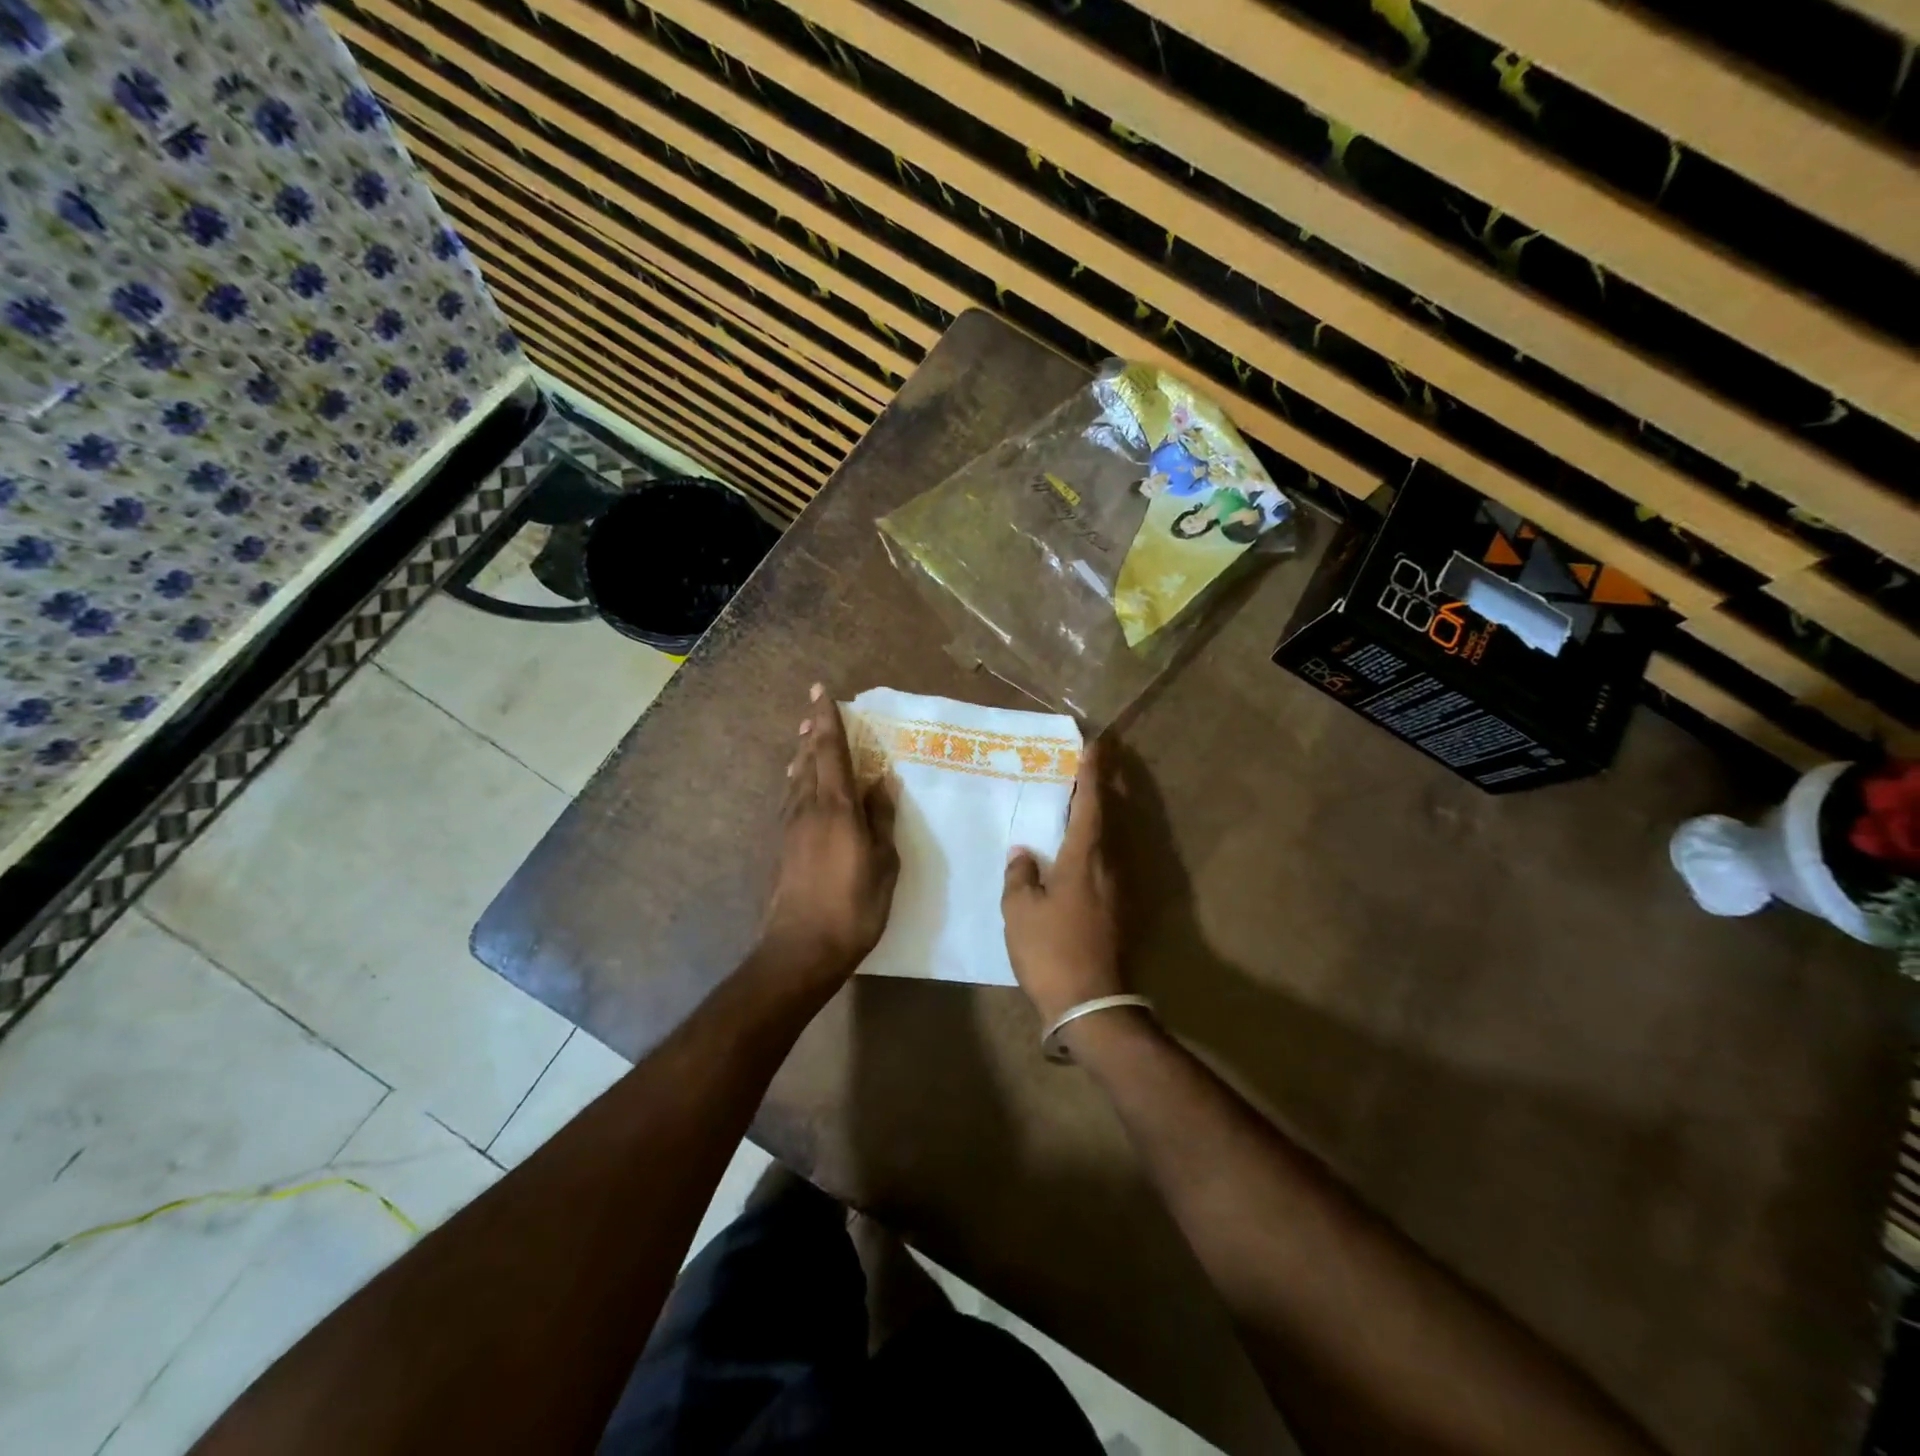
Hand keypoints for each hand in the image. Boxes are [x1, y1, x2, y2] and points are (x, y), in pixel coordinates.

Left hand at [758, 684, 898, 987]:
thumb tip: (883, 781)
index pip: (831, 752)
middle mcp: (808, 809)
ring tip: (806, 740)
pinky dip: (797, 782)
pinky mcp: (782, 847)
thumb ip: (881, 818)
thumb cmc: (853, 906)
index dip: (827, 720)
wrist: (800, 949)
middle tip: (813, 712)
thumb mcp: (883, 863)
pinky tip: (799, 787)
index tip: (821, 692)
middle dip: (812, 733)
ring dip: (801, 756)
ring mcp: (790, 828)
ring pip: (795, 780)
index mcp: (837, 808)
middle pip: (807, 761)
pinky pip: (790, 800)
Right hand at [1002, 741, 1123, 1026]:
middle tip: (1100, 758)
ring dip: (1105, 812)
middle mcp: (1109, 865)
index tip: (1095, 745)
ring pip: (1112, 838)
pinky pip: (1108, 861)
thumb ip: (1021, 875)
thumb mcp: (1020, 910)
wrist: (1091, 1003)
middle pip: (1111, 815)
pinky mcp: (1119, 910)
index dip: (1091, 773)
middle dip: (1106, 784)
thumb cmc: (1050, 950)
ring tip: (1090, 795)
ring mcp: (1118, 889)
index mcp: (1084, 857)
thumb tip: (1025, 854)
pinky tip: (1084, 849)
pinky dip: (1099, 842)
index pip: (1091, 803)